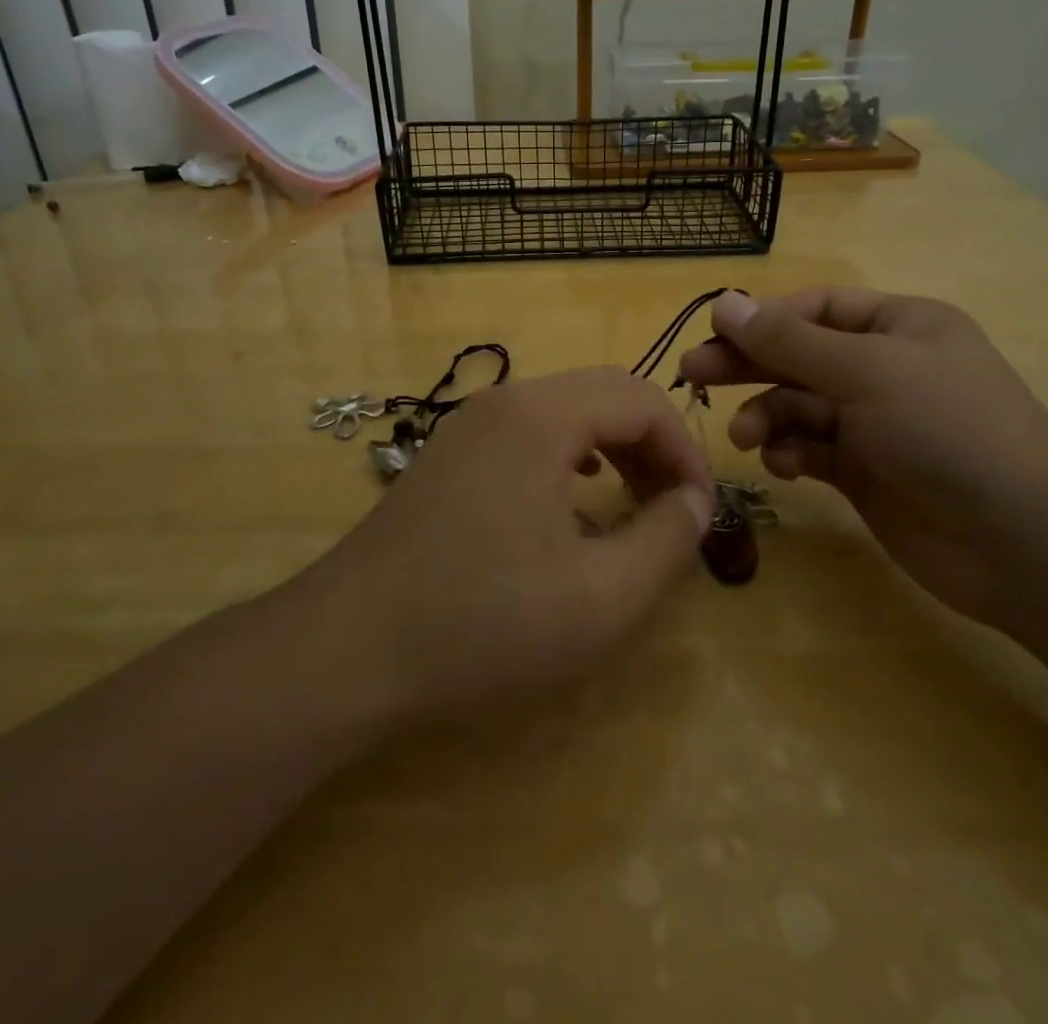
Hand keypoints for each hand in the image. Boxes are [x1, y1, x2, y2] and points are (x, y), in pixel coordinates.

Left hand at [302, 367, 715, 729]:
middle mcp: (503, 403)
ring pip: (564, 414)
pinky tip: (571, 502)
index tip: (701, 512)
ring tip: (633, 503)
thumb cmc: (481, 625)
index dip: (685, 451)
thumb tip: (695, 503)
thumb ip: (667, 541)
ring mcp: (466, 427)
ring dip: (612, 449)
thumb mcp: (601, 598)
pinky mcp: (446, 457)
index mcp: (541, 416)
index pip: (642, 399)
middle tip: (675, 509)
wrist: (345, 652)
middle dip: (652, 446)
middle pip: (603, 396)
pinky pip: (527, 436)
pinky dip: (568, 458)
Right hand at [677, 289, 1047, 624]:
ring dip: (768, 415)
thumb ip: (788, 340)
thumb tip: (725, 302)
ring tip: (747, 438)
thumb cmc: (946, 429)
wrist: (1022, 541)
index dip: (764, 318)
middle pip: (800, 355)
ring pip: (800, 405)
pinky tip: (783, 466)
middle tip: (693, 375)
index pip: (816, 309)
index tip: (713, 333)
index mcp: (899, 326)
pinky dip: (792, 452)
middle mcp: (885, 368)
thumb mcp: (864, 371)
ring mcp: (875, 423)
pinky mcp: (866, 472)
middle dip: (749, 364)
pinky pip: (812, 449)